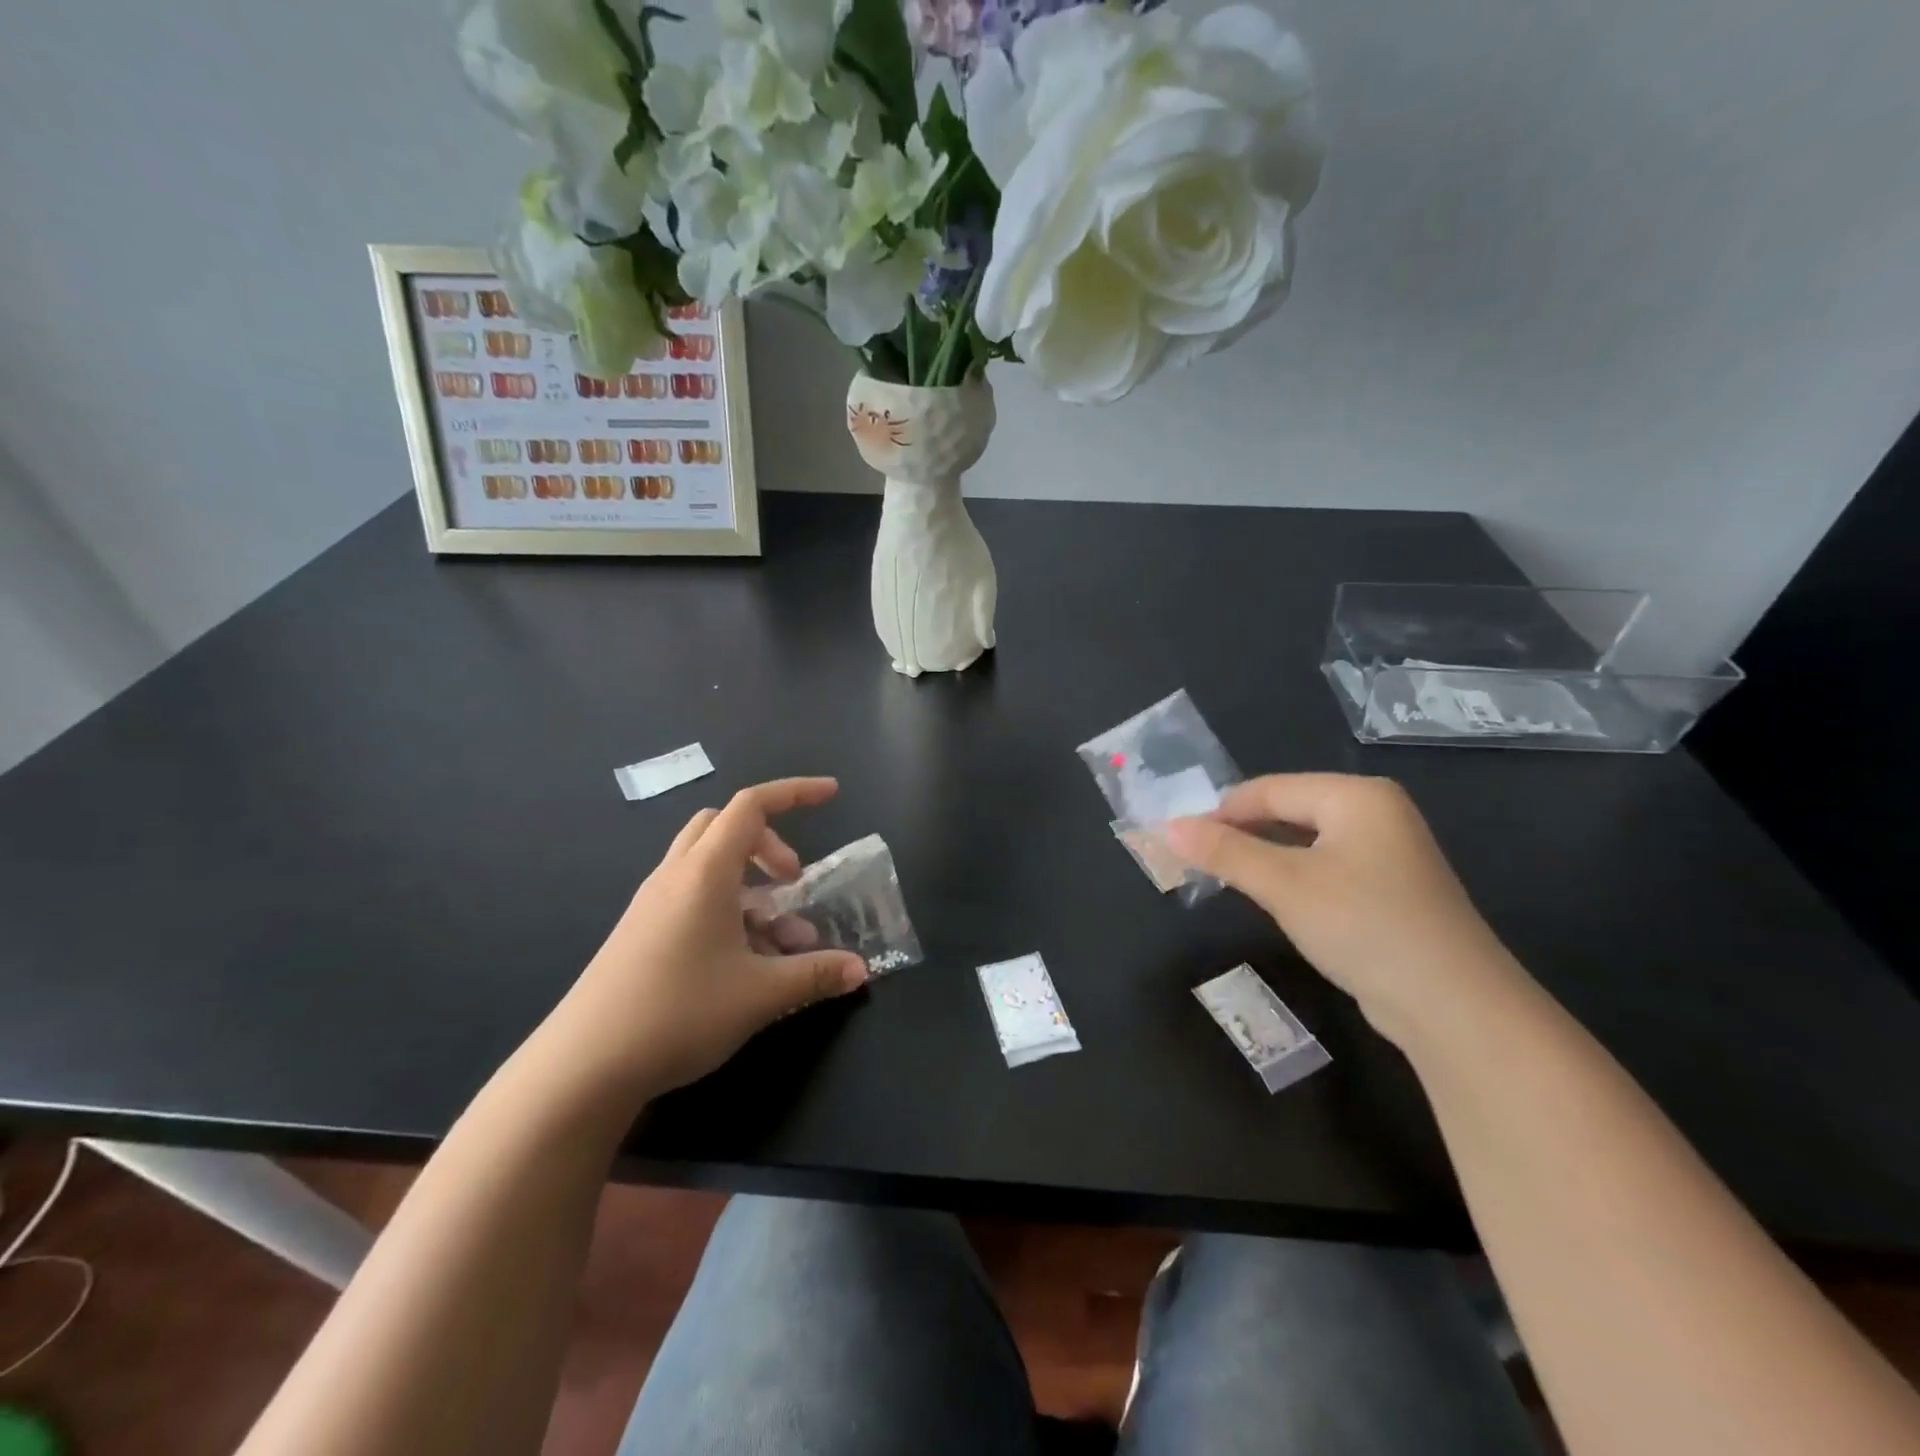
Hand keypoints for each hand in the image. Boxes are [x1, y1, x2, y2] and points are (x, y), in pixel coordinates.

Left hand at [535, 778, 867, 1104]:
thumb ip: (816, 975)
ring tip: (777, 937)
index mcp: (705, 872)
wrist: (582, 1068)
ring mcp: (652, 904)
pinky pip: (692, 897)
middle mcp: (675, 876)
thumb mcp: (760, 995)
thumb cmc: (678, 1013)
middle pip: (725, 826)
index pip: (752, 806)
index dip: (795, 792)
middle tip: (793, 882)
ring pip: (708, 864)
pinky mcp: (640, 932)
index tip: (832, 795)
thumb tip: (860, 970)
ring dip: (749, 884)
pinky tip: (742, 962)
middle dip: (769, 842)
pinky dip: (726, 909)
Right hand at [1164, 774, 1527, 1043]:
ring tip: (1223, 879)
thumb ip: (1224, 852)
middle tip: (1195, 862)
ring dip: (1263, 858)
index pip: (1269, 789)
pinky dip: (1293, 879)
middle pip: (1288, 810)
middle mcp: (1376, 813)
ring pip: (1305, 842)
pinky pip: (1326, 868)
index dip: (1219, 812)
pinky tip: (1274, 901)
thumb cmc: (1363, 925)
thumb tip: (1167, 828)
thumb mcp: (1284, 884)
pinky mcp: (1390, 890)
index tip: (1178, 841)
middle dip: (1240, 835)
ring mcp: (1388, 852)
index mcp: (1355, 796)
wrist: (1455, 1007)